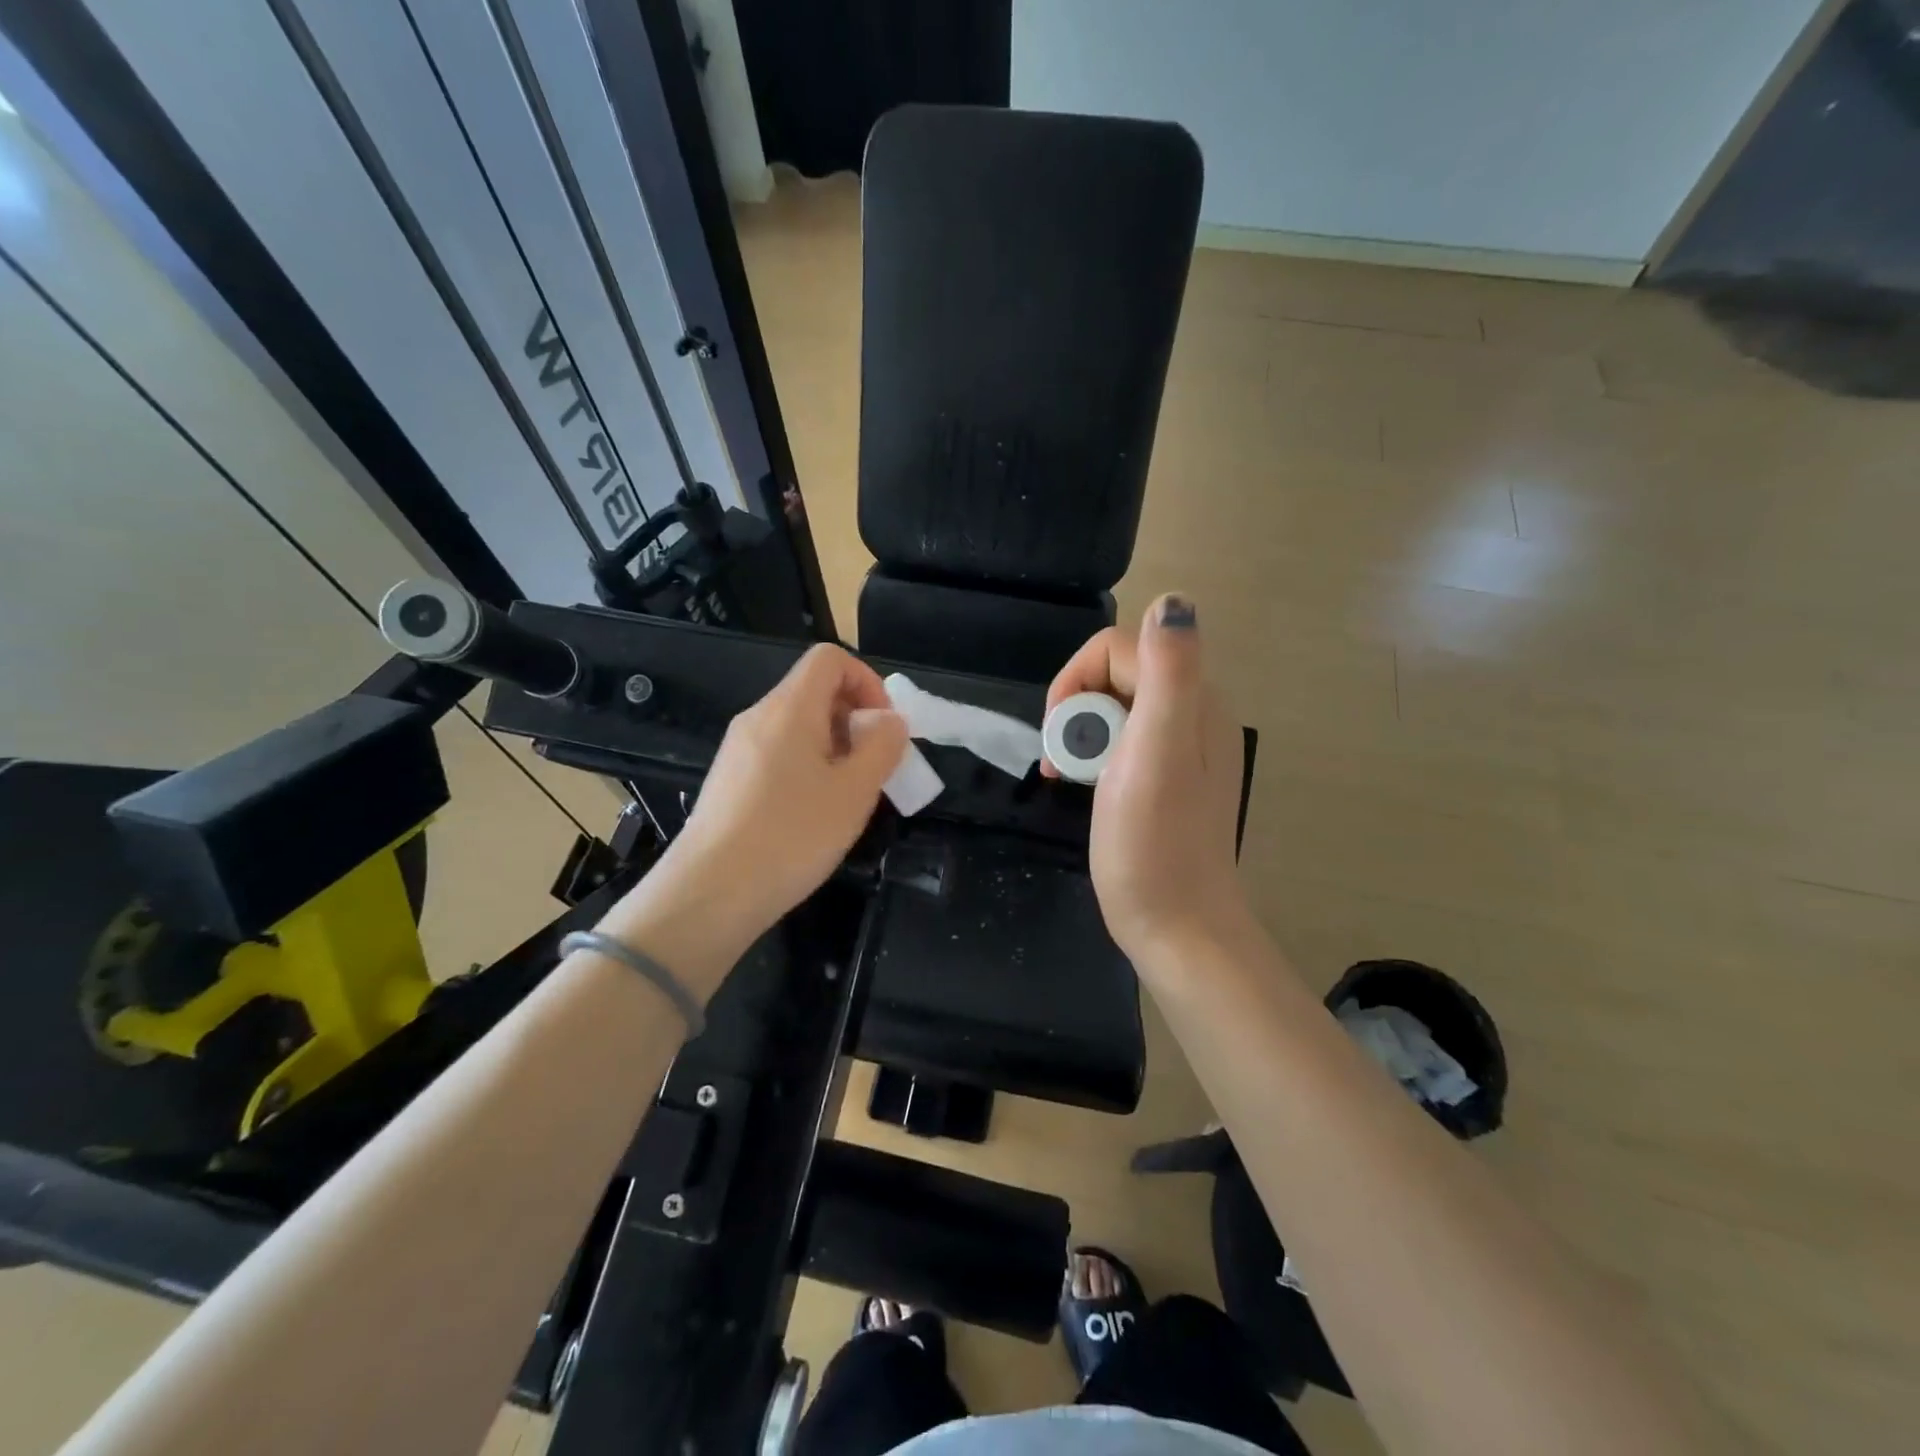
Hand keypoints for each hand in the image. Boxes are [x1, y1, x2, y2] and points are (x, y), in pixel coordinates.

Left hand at [602, 645, 906, 989]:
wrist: (710, 893)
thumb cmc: (792, 836)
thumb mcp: (855, 791)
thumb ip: (882, 746)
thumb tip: (889, 721)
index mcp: (789, 708)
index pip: (830, 659)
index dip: (867, 681)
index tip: (883, 728)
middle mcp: (758, 717)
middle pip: (815, 691)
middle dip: (855, 720)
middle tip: (873, 769)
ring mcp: (738, 749)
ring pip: (798, 727)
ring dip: (834, 748)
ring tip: (847, 798)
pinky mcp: (729, 780)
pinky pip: (778, 754)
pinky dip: (807, 768)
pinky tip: (812, 815)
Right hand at [1046, 595, 1251, 970]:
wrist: (1175, 925)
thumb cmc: (1154, 842)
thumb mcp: (1158, 750)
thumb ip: (1169, 671)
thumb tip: (1173, 600)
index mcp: (1193, 699)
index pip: (1122, 647)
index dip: (1077, 676)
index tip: (1059, 726)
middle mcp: (1192, 713)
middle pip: (1117, 673)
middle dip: (1076, 705)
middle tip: (1064, 757)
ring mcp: (1179, 748)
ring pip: (1114, 708)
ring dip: (1080, 732)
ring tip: (1067, 774)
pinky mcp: (1163, 778)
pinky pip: (1120, 740)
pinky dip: (1093, 754)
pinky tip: (1082, 785)